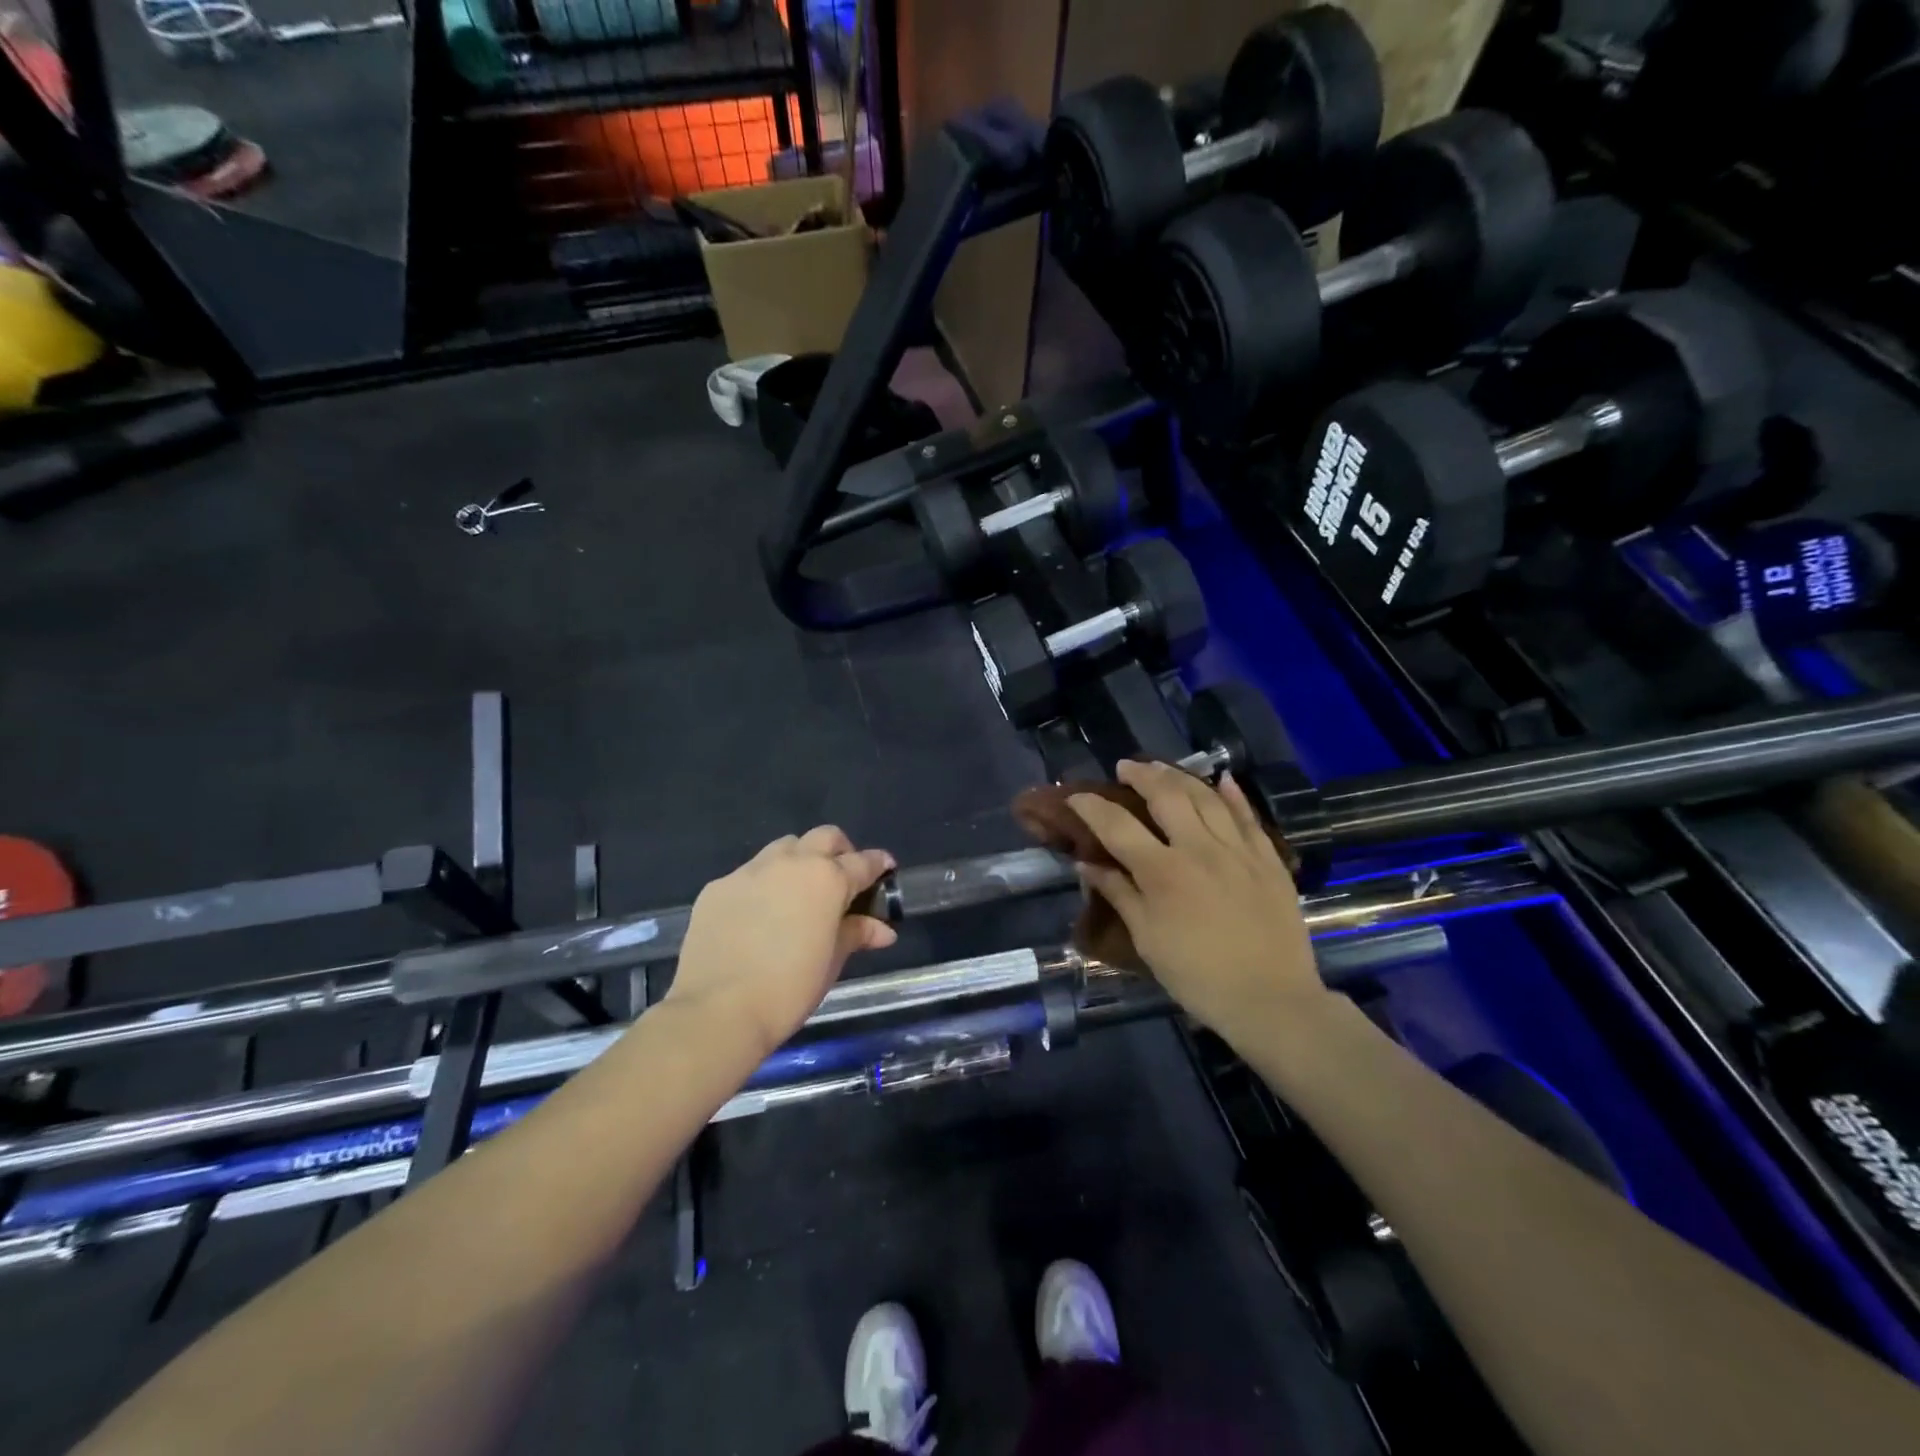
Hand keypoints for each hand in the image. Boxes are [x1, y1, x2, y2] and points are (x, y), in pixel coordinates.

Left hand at [667, 827, 897, 1057]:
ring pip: (783, 847)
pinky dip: (763, 885)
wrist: (718, 1010)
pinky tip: (758, 916)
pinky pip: (749, 874)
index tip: (885, 870)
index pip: (863, 861)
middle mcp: (791, 863)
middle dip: (840, 851)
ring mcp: (750, 871)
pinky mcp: (718, 887)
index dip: (878, 864)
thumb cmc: (789, 989)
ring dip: (799, 860)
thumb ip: (857, 934)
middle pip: (824, 837)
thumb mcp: (832, 961)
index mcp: (827, 879)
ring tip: (798, 893)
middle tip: (842, 879)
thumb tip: (883, 929)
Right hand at [1068, 760, 1325, 1036]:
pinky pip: (1248, 816)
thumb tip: (1086, 864)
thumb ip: (1119, 894)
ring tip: (1161, 768)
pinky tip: (1222, 780)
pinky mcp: (1268, 859)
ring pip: (1206, 797)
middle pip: (1166, 795)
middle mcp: (1199, 848)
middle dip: (1140, 775)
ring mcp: (1237, 849)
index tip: (1075, 797)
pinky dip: (1232, 794)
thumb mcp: (1148, 940)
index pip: (1117, 826)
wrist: (1271, 1000)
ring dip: (1179, 776)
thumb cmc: (1198, 976)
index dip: (1091, 807)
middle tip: (1124, 767)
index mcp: (1163, 872)